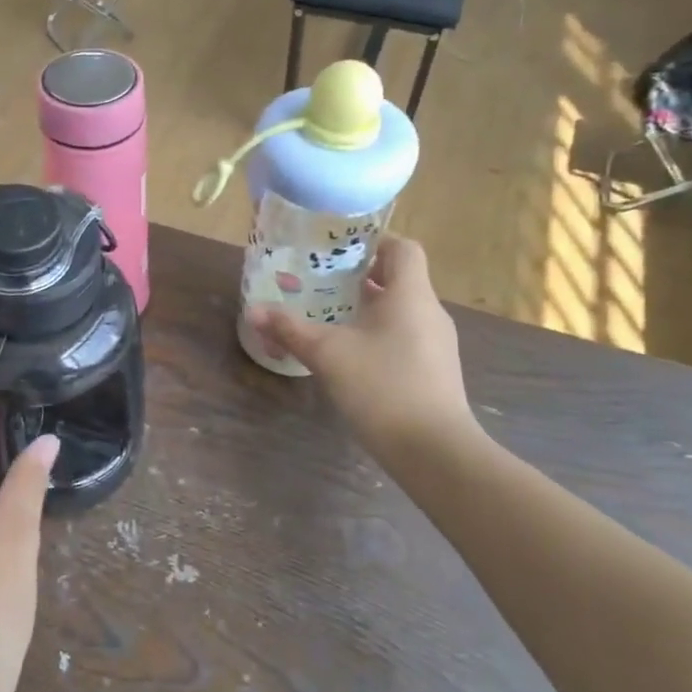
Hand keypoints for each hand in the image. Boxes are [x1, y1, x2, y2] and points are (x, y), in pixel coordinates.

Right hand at [247, 237, 480, 454]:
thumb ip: (290, 329)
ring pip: (401, 311)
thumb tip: (254, 310)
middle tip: (321, 282)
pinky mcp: (434, 372)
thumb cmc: (382, 386)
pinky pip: (405, 338)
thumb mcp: (327, 354)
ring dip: (368, 308)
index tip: (339, 250)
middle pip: (399, 279)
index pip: (402, 248)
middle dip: (360, 277)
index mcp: (410, 294)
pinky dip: (379, 336)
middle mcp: (429, 312)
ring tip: (330, 316)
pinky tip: (351, 356)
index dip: (374, 241)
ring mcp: (437, 344)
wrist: (433, 450)